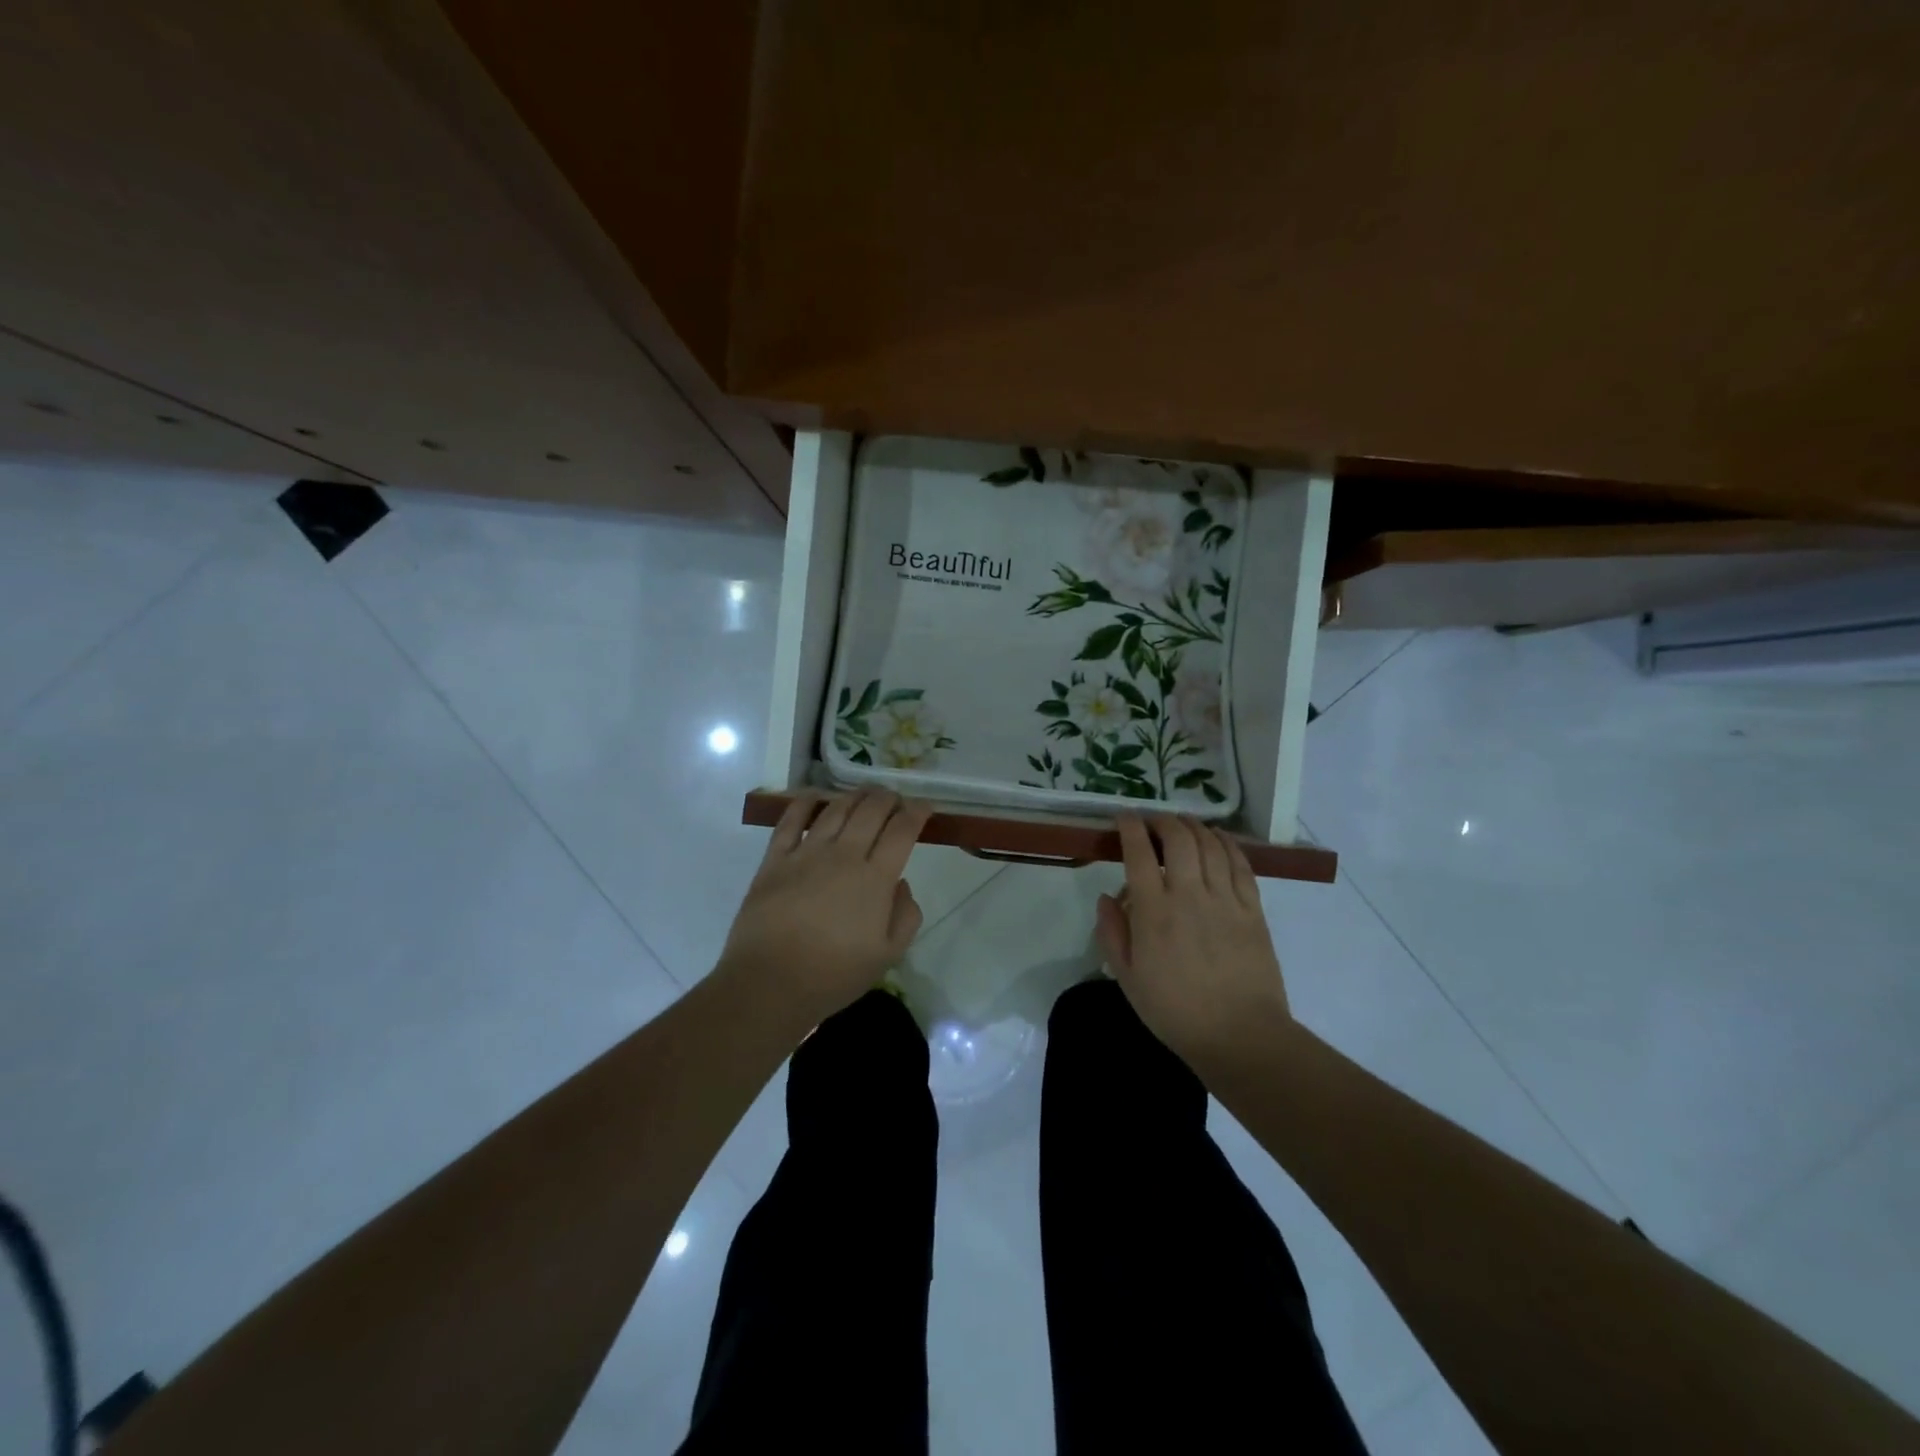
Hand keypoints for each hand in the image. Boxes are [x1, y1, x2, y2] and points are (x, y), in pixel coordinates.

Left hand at [718, 790, 931, 1025]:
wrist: (770, 983)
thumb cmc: (833, 975)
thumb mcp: (888, 955)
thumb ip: (906, 915)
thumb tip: (901, 882)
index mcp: (875, 878)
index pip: (902, 830)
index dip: (917, 813)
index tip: (924, 808)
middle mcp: (844, 855)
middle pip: (871, 810)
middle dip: (889, 798)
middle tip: (895, 799)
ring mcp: (806, 853)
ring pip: (836, 809)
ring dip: (855, 796)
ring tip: (864, 794)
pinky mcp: (775, 859)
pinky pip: (790, 820)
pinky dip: (805, 802)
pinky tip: (814, 796)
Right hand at [1095, 813, 1292, 1062]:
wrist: (1240, 1036)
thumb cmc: (1175, 1011)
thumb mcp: (1127, 978)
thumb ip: (1112, 933)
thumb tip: (1107, 897)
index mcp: (1154, 912)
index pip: (1139, 853)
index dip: (1130, 827)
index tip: (1124, 818)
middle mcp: (1189, 895)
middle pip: (1178, 838)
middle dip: (1162, 821)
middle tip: (1153, 821)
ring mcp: (1225, 899)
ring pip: (1210, 845)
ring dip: (1194, 826)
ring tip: (1183, 823)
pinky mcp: (1253, 909)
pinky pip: (1240, 864)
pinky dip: (1227, 843)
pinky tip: (1218, 838)